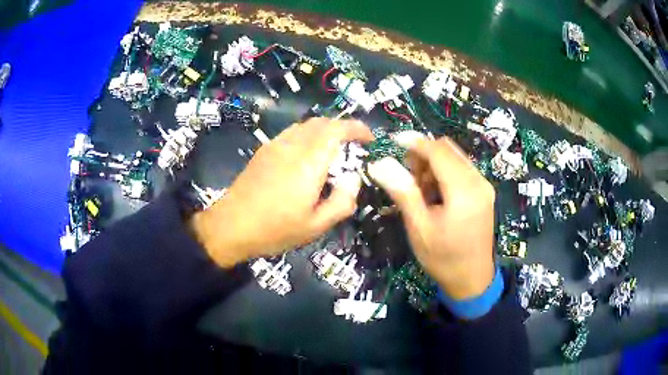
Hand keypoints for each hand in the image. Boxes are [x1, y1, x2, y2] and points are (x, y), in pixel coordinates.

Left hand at [190, 118, 373, 266]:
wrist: (230, 227)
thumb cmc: (275, 230)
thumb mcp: (316, 226)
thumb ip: (342, 202)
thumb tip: (353, 179)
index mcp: (308, 163)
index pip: (336, 130)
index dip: (357, 128)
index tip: (369, 138)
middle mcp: (292, 146)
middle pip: (321, 122)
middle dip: (342, 128)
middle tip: (353, 147)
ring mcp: (275, 146)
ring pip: (305, 125)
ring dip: (323, 131)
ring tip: (331, 151)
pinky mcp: (263, 151)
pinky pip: (291, 133)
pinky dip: (307, 136)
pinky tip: (306, 157)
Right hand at [367, 132, 494, 299]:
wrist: (472, 280)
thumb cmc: (443, 258)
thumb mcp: (419, 228)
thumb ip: (403, 192)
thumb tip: (379, 163)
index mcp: (464, 190)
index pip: (438, 151)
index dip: (415, 142)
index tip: (393, 142)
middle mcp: (478, 181)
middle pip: (448, 149)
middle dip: (424, 154)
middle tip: (406, 175)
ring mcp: (484, 186)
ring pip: (455, 157)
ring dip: (434, 163)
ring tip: (420, 189)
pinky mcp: (484, 192)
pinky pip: (462, 169)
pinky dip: (445, 172)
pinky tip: (435, 193)